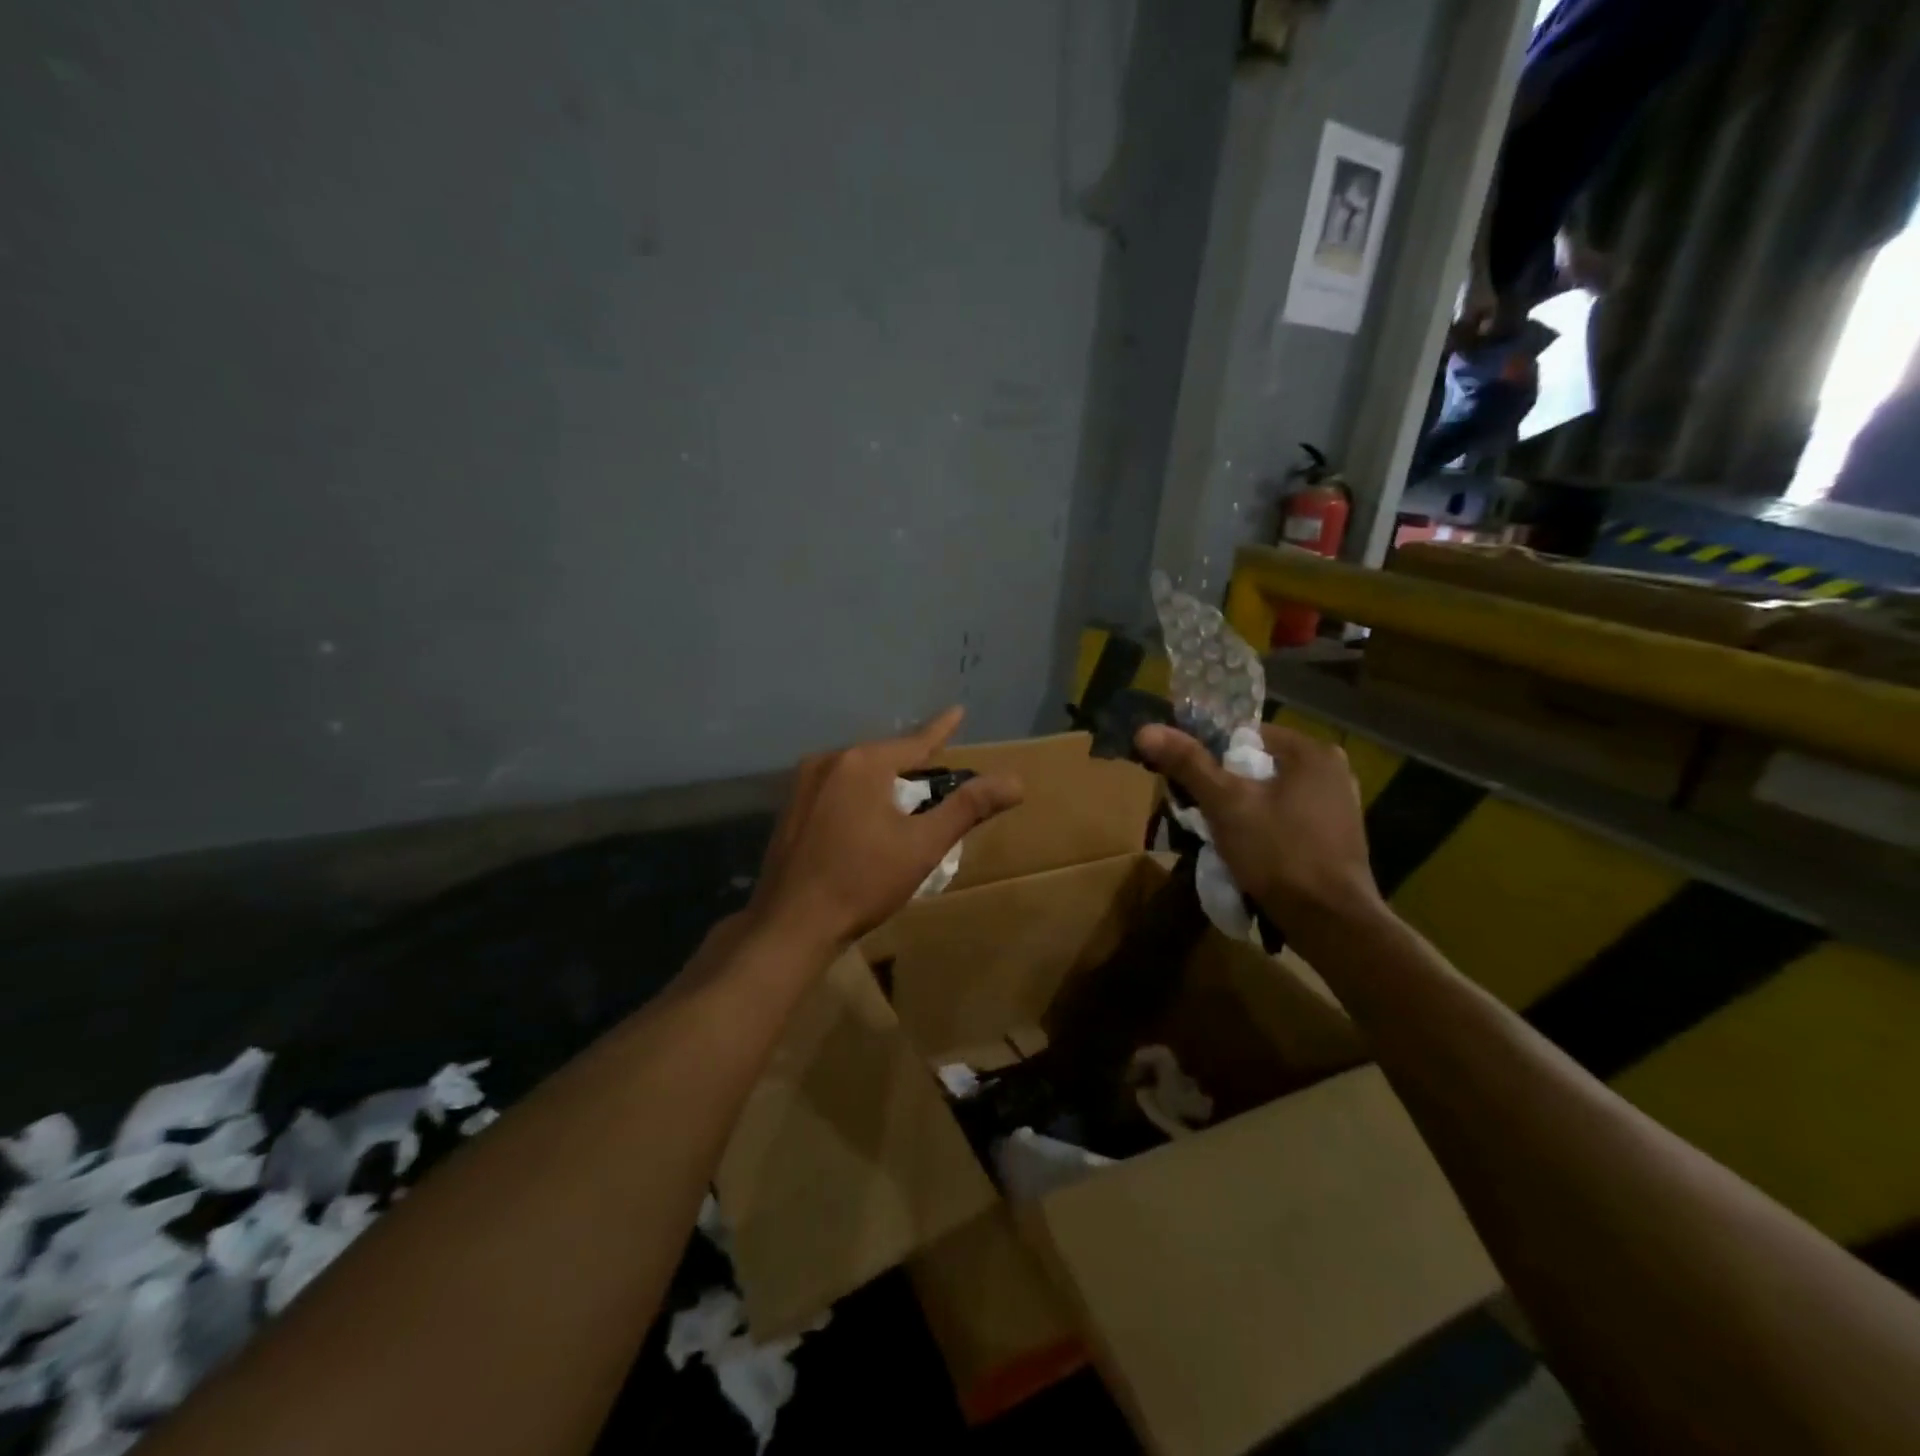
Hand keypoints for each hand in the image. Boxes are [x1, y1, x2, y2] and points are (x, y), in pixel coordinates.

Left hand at [748, 707, 1023, 952]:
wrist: (792, 924)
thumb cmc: (863, 881)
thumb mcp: (923, 845)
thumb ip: (968, 808)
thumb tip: (1016, 781)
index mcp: (863, 762)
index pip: (915, 742)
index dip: (942, 729)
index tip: (958, 710)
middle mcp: (829, 760)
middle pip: (885, 757)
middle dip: (912, 765)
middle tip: (937, 775)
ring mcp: (803, 783)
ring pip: (858, 772)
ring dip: (884, 782)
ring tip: (906, 801)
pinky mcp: (791, 807)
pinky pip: (836, 788)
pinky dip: (859, 795)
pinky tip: (865, 819)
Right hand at [1135, 722, 1379, 925]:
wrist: (1331, 922)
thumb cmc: (1278, 852)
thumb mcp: (1226, 804)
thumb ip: (1188, 763)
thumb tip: (1146, 730)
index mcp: (1313, 752)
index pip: (1246, 734)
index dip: (1210, 753)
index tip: (1188, 780)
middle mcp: (1333, 771)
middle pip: (1259, 765)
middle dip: (1225, 785)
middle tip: (1198, 810)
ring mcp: (1339, 806)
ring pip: (1271, 795)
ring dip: (1242, 809)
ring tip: (1217, 834)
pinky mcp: (1336, 839)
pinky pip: (1286, 819)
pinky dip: (1264, 828)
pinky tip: (1247, 851)